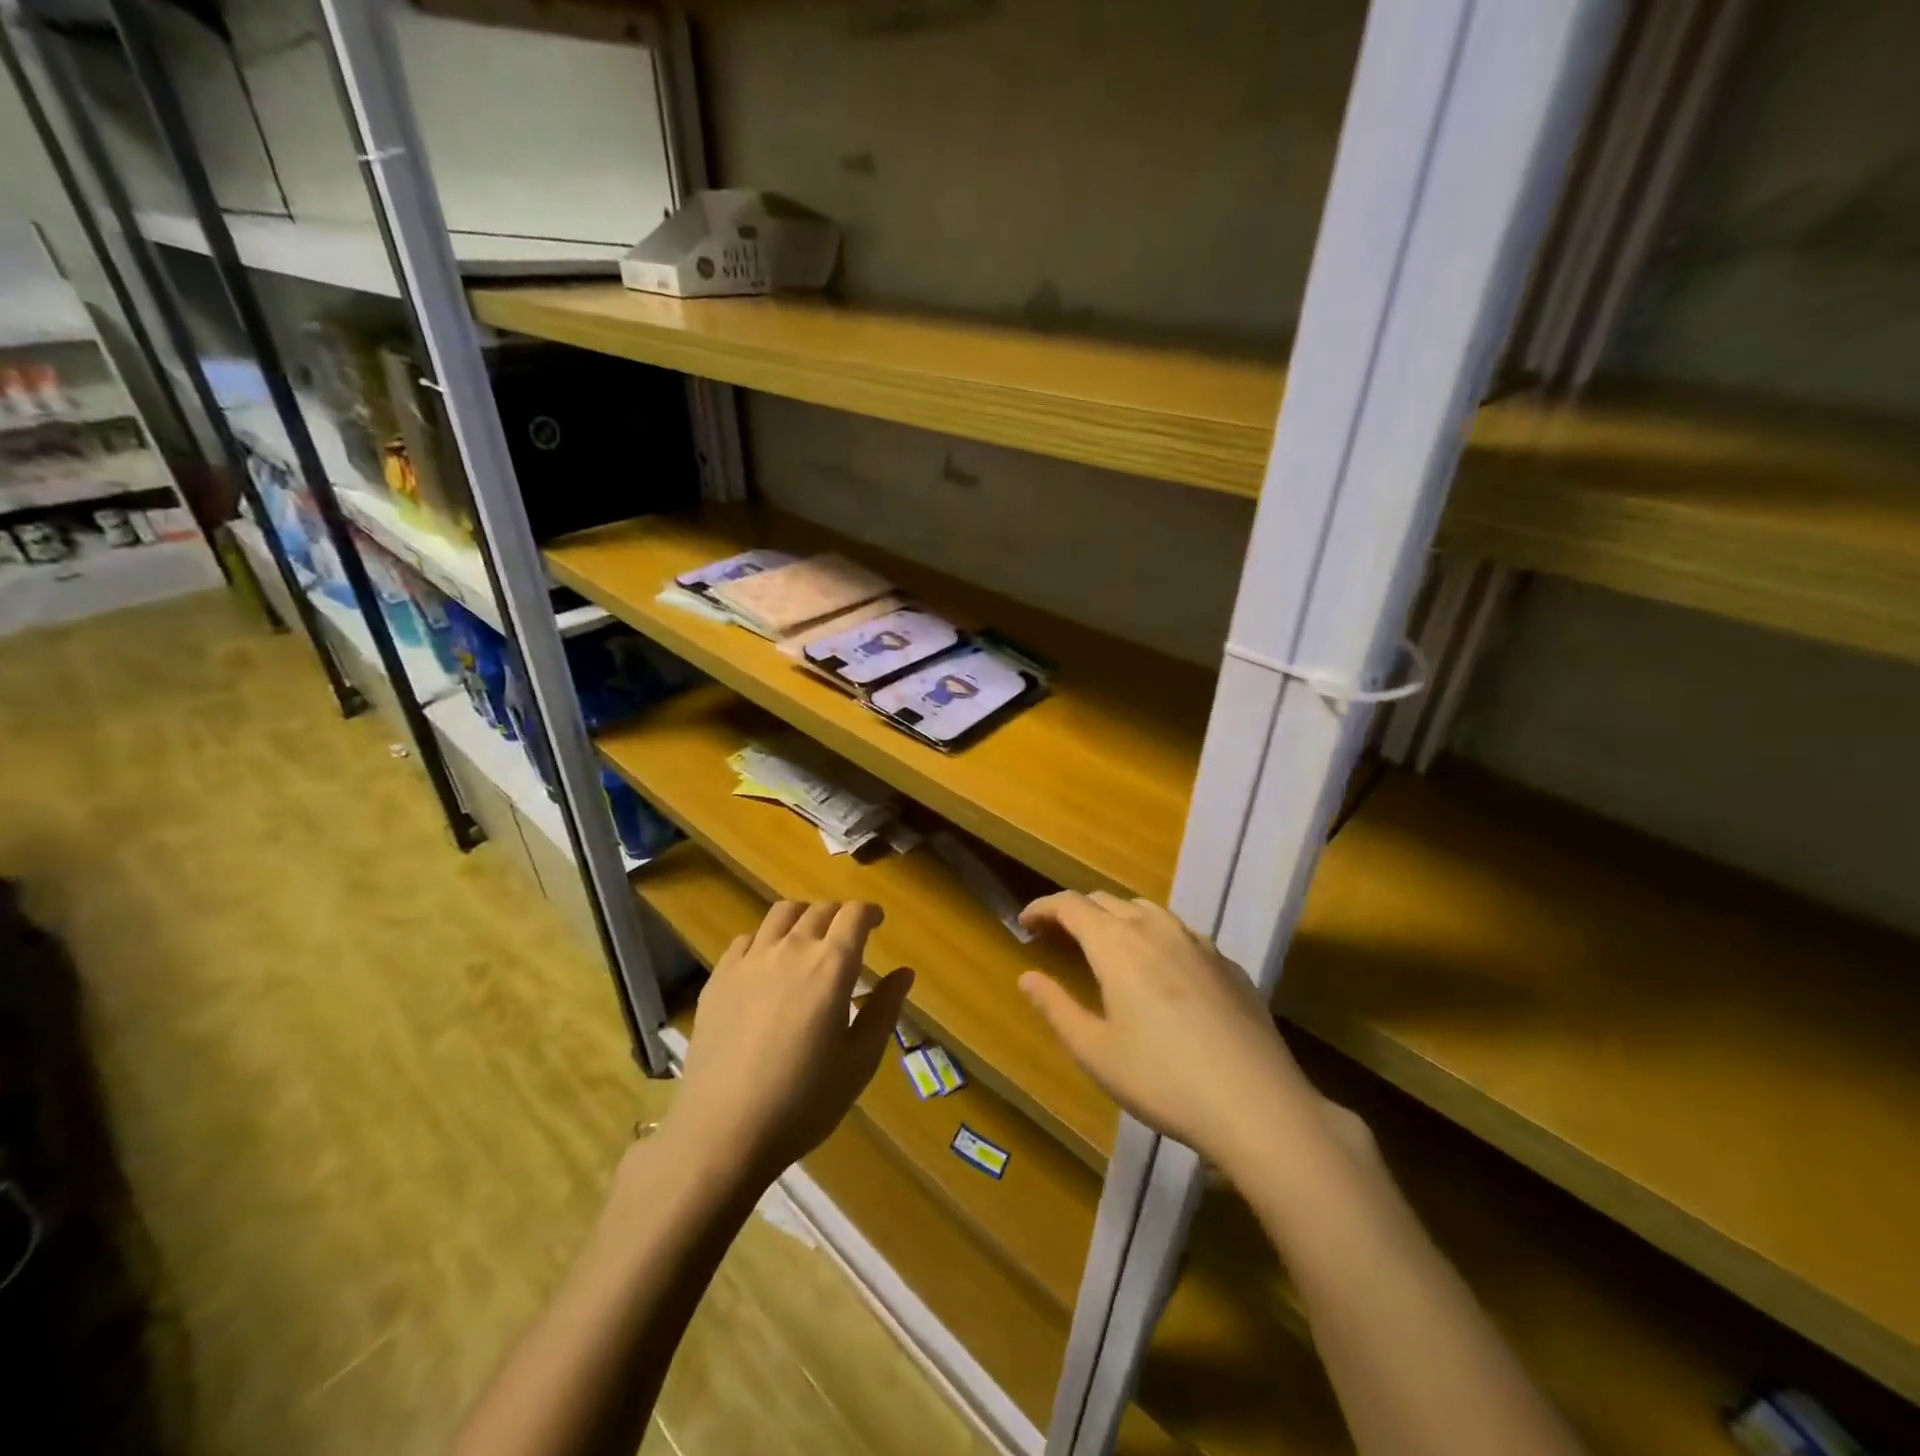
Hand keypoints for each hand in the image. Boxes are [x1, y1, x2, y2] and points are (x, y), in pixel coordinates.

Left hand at [671, 901, 912, 1186]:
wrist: (724, 1131)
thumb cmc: (804, 1101)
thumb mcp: (859, 1061)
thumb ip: (884, 1010)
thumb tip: (904, 973)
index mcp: (831, 966)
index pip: (854, 915)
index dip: (869, 912)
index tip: (877, 922)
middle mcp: (791, 949)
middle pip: (820, 910)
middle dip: (839, 915)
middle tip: (847, 936)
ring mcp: (750, 960)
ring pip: (781, 913)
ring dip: (803, 917)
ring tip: (808, 939)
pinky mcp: (719, 977)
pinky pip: (746, 939)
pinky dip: (765, 939)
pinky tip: (767, 964)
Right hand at [1018, 891, 1323, 1180]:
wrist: (1257, 1104)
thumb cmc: (1162, 1080)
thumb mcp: (1095, 1051)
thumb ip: (1056, 1008)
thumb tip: (1027, 977)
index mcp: (1117, 944)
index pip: (1070, 905)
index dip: (1043, 907)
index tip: (1025, 922)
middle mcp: (1155, 928)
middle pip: (1106, 901)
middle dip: (1076, 912)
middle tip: (1057, 936)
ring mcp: (1197, 942)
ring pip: (1147, 910)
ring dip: (1117, 918)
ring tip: (1106, 946)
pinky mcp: (1228, 963)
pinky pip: (1181, 933)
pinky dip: (1155, 936)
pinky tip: (1161, 971)